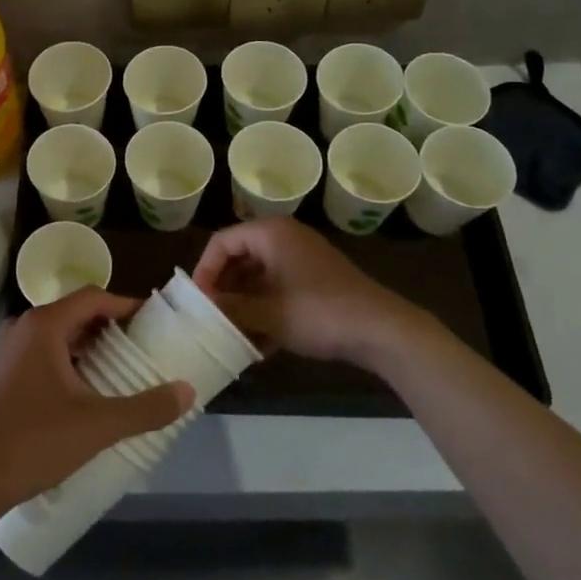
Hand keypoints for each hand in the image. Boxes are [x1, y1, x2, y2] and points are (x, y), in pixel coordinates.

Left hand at [0, 290, 194, 529]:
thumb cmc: (34, 441)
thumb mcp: (97, 425)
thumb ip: (145, 407)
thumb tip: (187, 391)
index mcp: (44, 325)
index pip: (93, 297)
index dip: (125, 305)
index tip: (152, 322)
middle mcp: (23, 328)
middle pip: (75, 314)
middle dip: (110, 328)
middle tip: (143, 349)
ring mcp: (8, 351)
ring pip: (58, 336)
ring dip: (89, 348)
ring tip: (121, 371)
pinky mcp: (1, 374)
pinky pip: (42, 355)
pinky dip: (68, 363)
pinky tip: (86, 393)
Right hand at [194, 217, 425, 369]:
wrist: (382, 330)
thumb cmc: (319, 312)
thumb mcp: (268, 313)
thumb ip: (231, 307)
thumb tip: (203, 306)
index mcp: (271, 234)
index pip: (223, 242)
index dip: (205, 270)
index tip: (197, 301)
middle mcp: (285, 239)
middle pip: (240, 258)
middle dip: (224, 290)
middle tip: (210, 318)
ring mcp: (302, 261)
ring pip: (259, 278)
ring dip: (243, 305)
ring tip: (231, 335)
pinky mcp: (315, 283)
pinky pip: (278, 291)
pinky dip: (265, 312)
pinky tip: (258, 345)